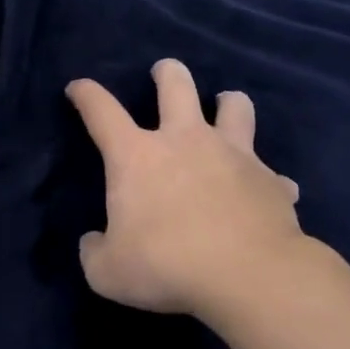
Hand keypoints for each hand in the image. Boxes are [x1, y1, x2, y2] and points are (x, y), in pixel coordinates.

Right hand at [67, 60, 305, 318]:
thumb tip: (94, 242)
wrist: (248, 276)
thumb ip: (95, 252)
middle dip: (167, 72)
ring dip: (228, 103)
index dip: (86, 95)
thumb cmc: (167, 266)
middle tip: (163, 72)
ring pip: (236, 106)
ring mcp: (234, 154)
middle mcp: (185, 141)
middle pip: (176, 85)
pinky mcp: (271, 179)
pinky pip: (271, 173)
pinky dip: (265, 180)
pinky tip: (264, 192)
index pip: (102, 111)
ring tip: (226, 107)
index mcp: (137, 156)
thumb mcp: (108, 272)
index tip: (78, 87)